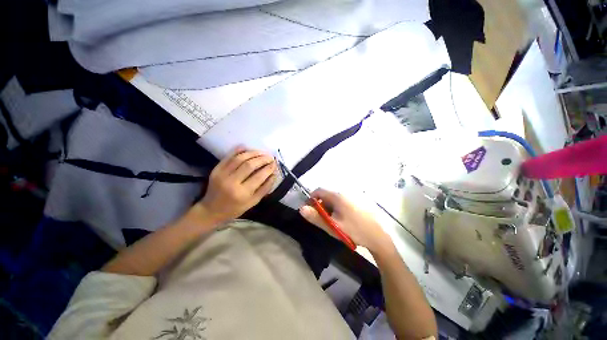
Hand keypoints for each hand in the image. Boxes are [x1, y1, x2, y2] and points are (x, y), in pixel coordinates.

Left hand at [197, 146, 276, 223]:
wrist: (211, 210)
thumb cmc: (235, 208)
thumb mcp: (253, 202)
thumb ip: (265, 188)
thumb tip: (274, 174)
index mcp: (242, 193)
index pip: (259, 176)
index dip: (268, 168)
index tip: (275, 163)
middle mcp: (231, 182)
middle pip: (249, 165)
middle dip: (262, 159)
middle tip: (270, 157)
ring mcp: (222, 174)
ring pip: (240, 158)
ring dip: (253, 153)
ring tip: (262, 153)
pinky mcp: (216, 170)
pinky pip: (229, 157)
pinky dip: (239, 150)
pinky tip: (247, 148)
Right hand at [299, 188, 392, 253]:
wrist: (377, 237)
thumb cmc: (353, 231)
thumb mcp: (332, 226)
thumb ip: (316, 217)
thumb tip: (301, 209)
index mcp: (337, 196)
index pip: (319, 191)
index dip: (311, 198)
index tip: (309, 209)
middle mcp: (344, 193)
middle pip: (326, 195)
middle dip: (320, 205)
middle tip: (321, 219)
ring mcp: (351, 198)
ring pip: (334, 200)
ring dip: (328, 208)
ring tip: (331, 221)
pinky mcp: (356, 203)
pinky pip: (341, 202)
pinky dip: (336, 209)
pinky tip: (341, 220)